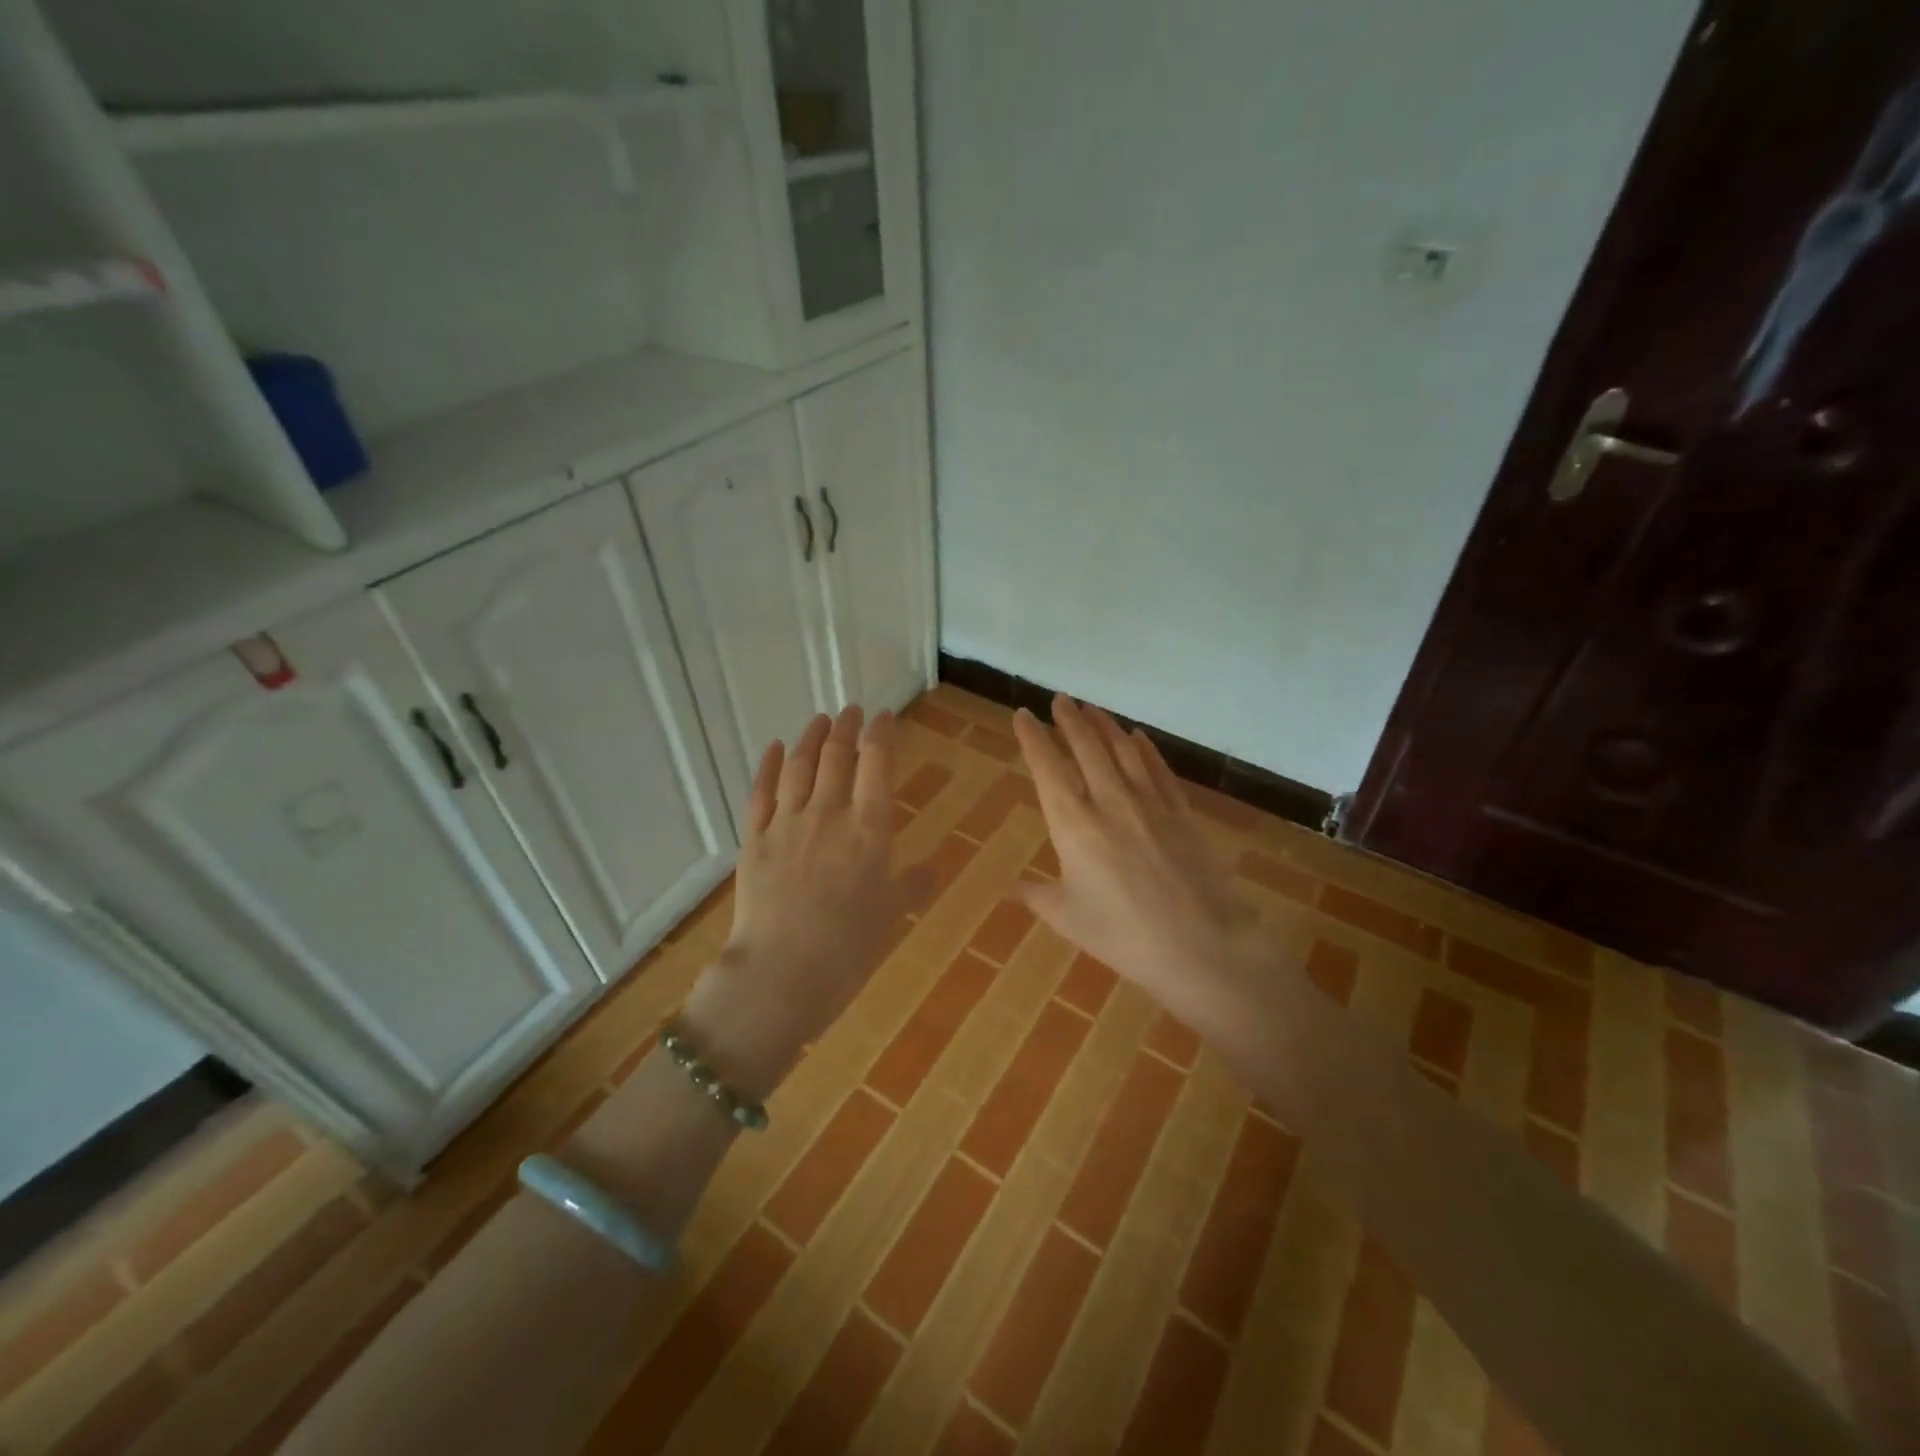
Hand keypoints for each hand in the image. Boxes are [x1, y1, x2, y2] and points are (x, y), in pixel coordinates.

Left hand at [681, 707, 931, 1098]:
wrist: (781, 974)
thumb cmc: (848, 949)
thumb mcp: (892, 916)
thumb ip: (914, 886)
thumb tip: (934, 870)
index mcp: (869, 830)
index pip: (877, 764)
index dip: (881, 734)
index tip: (884, 717)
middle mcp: (828, 814)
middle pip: (837, 756)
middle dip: (846, 728)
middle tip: (851, 711)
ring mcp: (786, 824)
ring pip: (800, 766)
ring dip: (812, 737)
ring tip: (820, 719)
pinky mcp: (754, 840)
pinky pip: (761, 792)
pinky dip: (770, 765)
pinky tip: (777, 748)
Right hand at [1013, 695, 1267, 1034]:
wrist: (1201, 944)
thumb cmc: (1124, 936)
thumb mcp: (1069, 919)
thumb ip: (1039, 896)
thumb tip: (1015, 886)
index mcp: (1073, 824)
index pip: (1047, 767)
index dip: (1033, 738)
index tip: (1024, 715)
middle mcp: (1109, 801)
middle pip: (1086, 747)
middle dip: (1070, 719)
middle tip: (1060, 699)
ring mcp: (1149, 803)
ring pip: (1123, 750)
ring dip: (1104, 725)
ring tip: (1092, 708)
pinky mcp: (1181, 811)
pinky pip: (1159, 769)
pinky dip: (1145, 748)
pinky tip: (1138, 737)